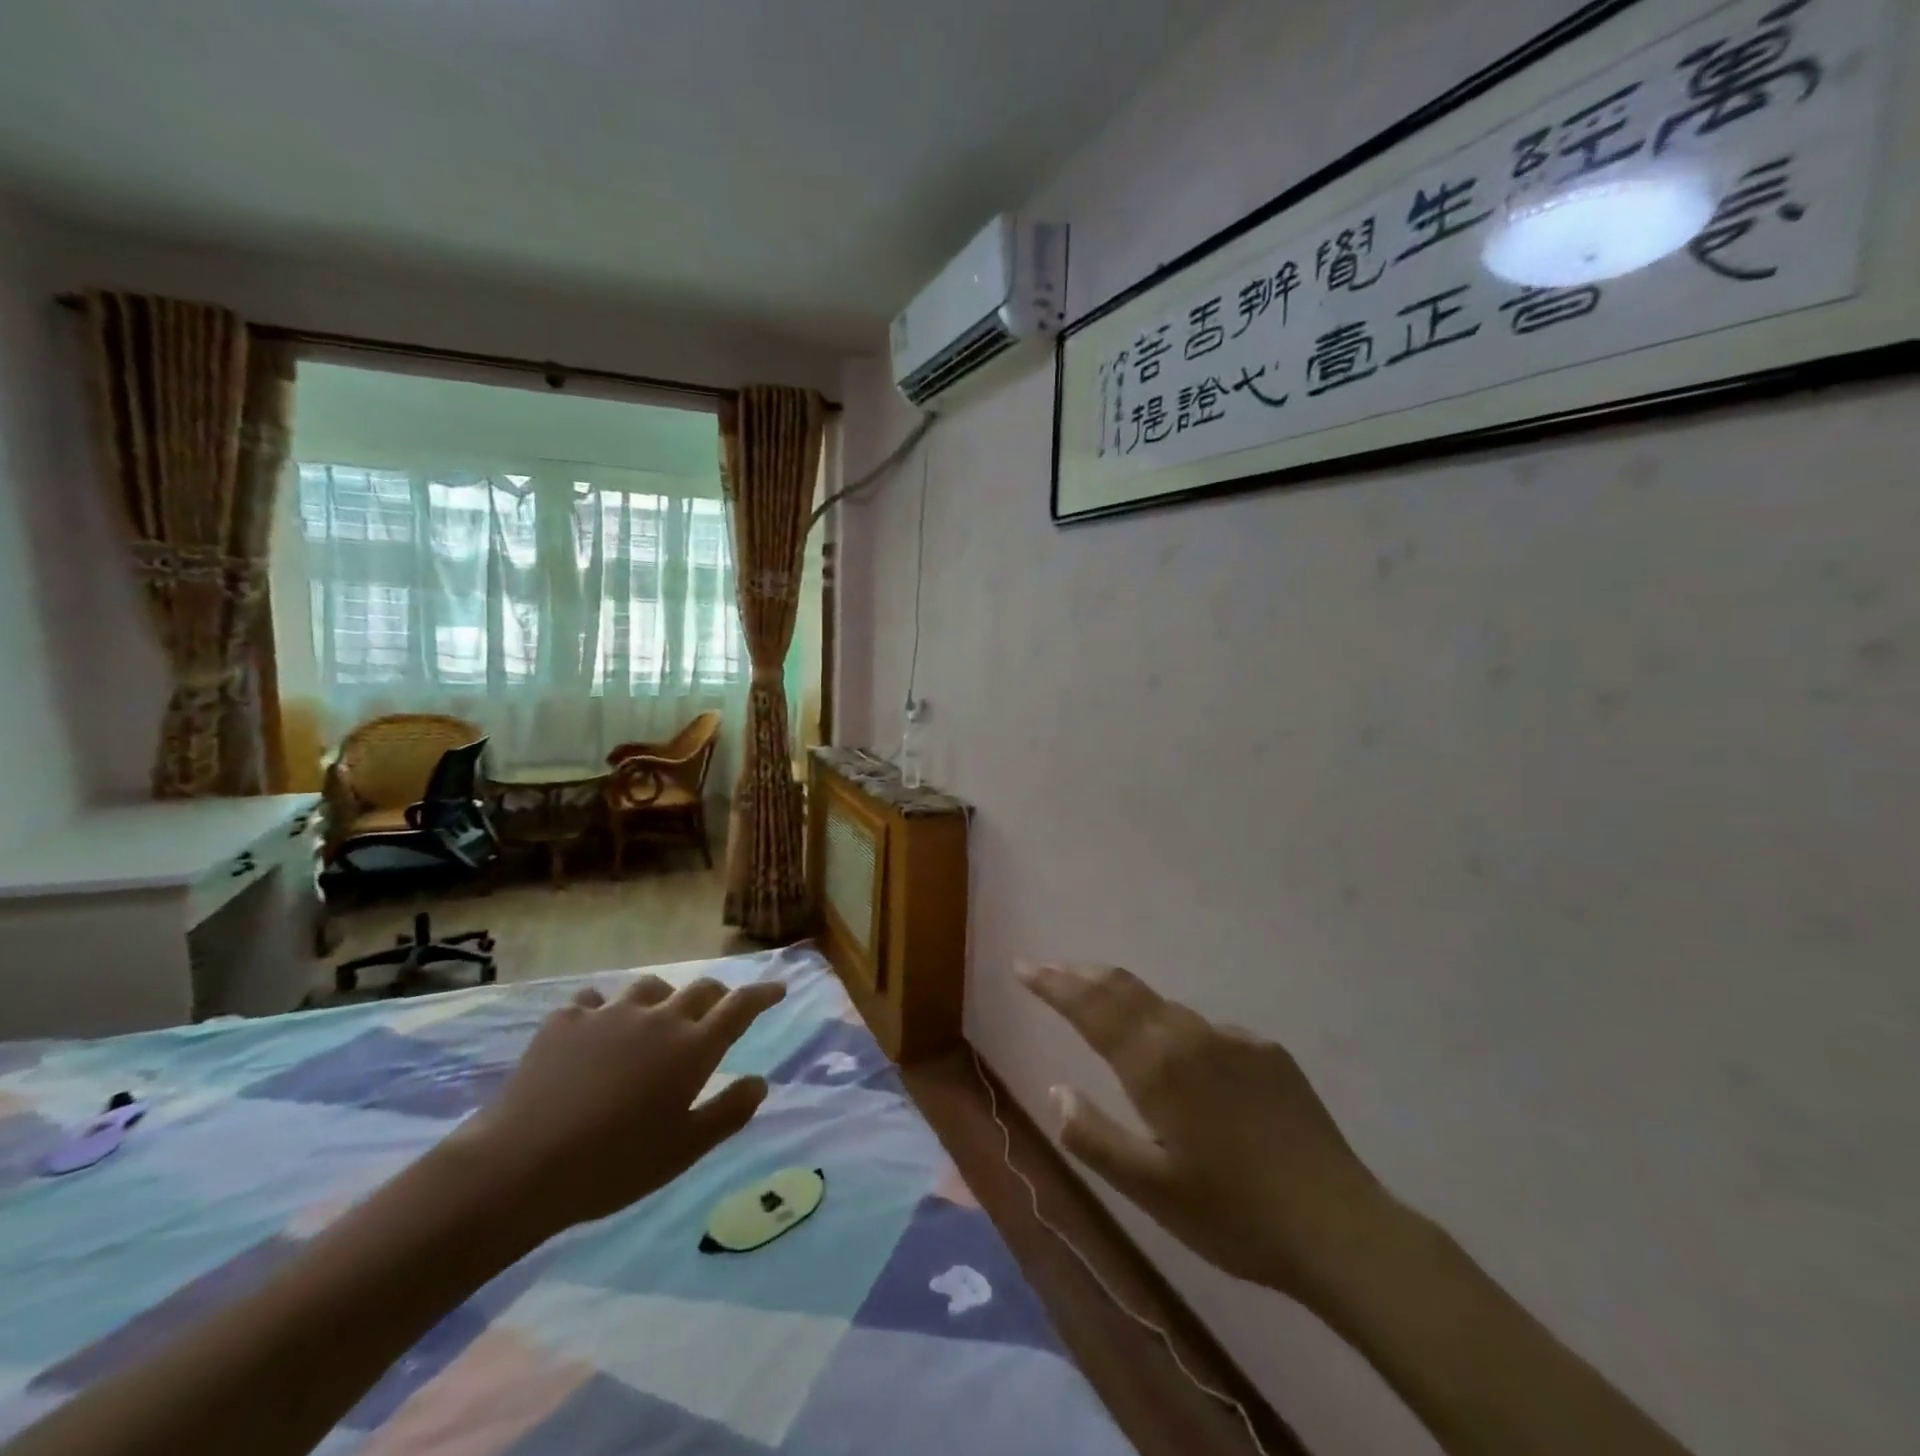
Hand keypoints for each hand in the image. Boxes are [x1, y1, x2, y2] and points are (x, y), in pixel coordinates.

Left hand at [453, 974, 785, 1242]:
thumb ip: (727, 1112)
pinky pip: (594, 1000)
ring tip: (656, 1017)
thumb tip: (760, 1081)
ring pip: (649, 987)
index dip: (763, 994)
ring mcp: (610, 1013)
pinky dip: (604, 1010)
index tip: (778, 989)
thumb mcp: (683, 1150)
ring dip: (663, 997)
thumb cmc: (614, 1164)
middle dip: (718, 996)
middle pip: (700, 990)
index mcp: (692, 1047)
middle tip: (719, 1010)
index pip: (740, 1006)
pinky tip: (595, 1029)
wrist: (521, 1165)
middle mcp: (658, 1018)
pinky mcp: (566, 1020)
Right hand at [1020, 963, 1393, 1301]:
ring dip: (1126, 1001)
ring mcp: (1234, 1039)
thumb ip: (1093, 1136)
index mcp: (1157, 1065)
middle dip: (1082, 976)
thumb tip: (1057, 1088)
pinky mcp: (1267, 1052)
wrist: (1340, 1227)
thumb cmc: (1233, 1215)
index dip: (1053, 984)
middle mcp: (1192, 1035)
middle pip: (1125, 988)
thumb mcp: (1149, 1190)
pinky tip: (1186, 1069)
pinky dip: (1176, 1033)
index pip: (1091, 1007)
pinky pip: (1206, 1033)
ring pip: (1165, 1007)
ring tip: (1104, 1009)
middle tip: (1052, 970)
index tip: (1024, 968)